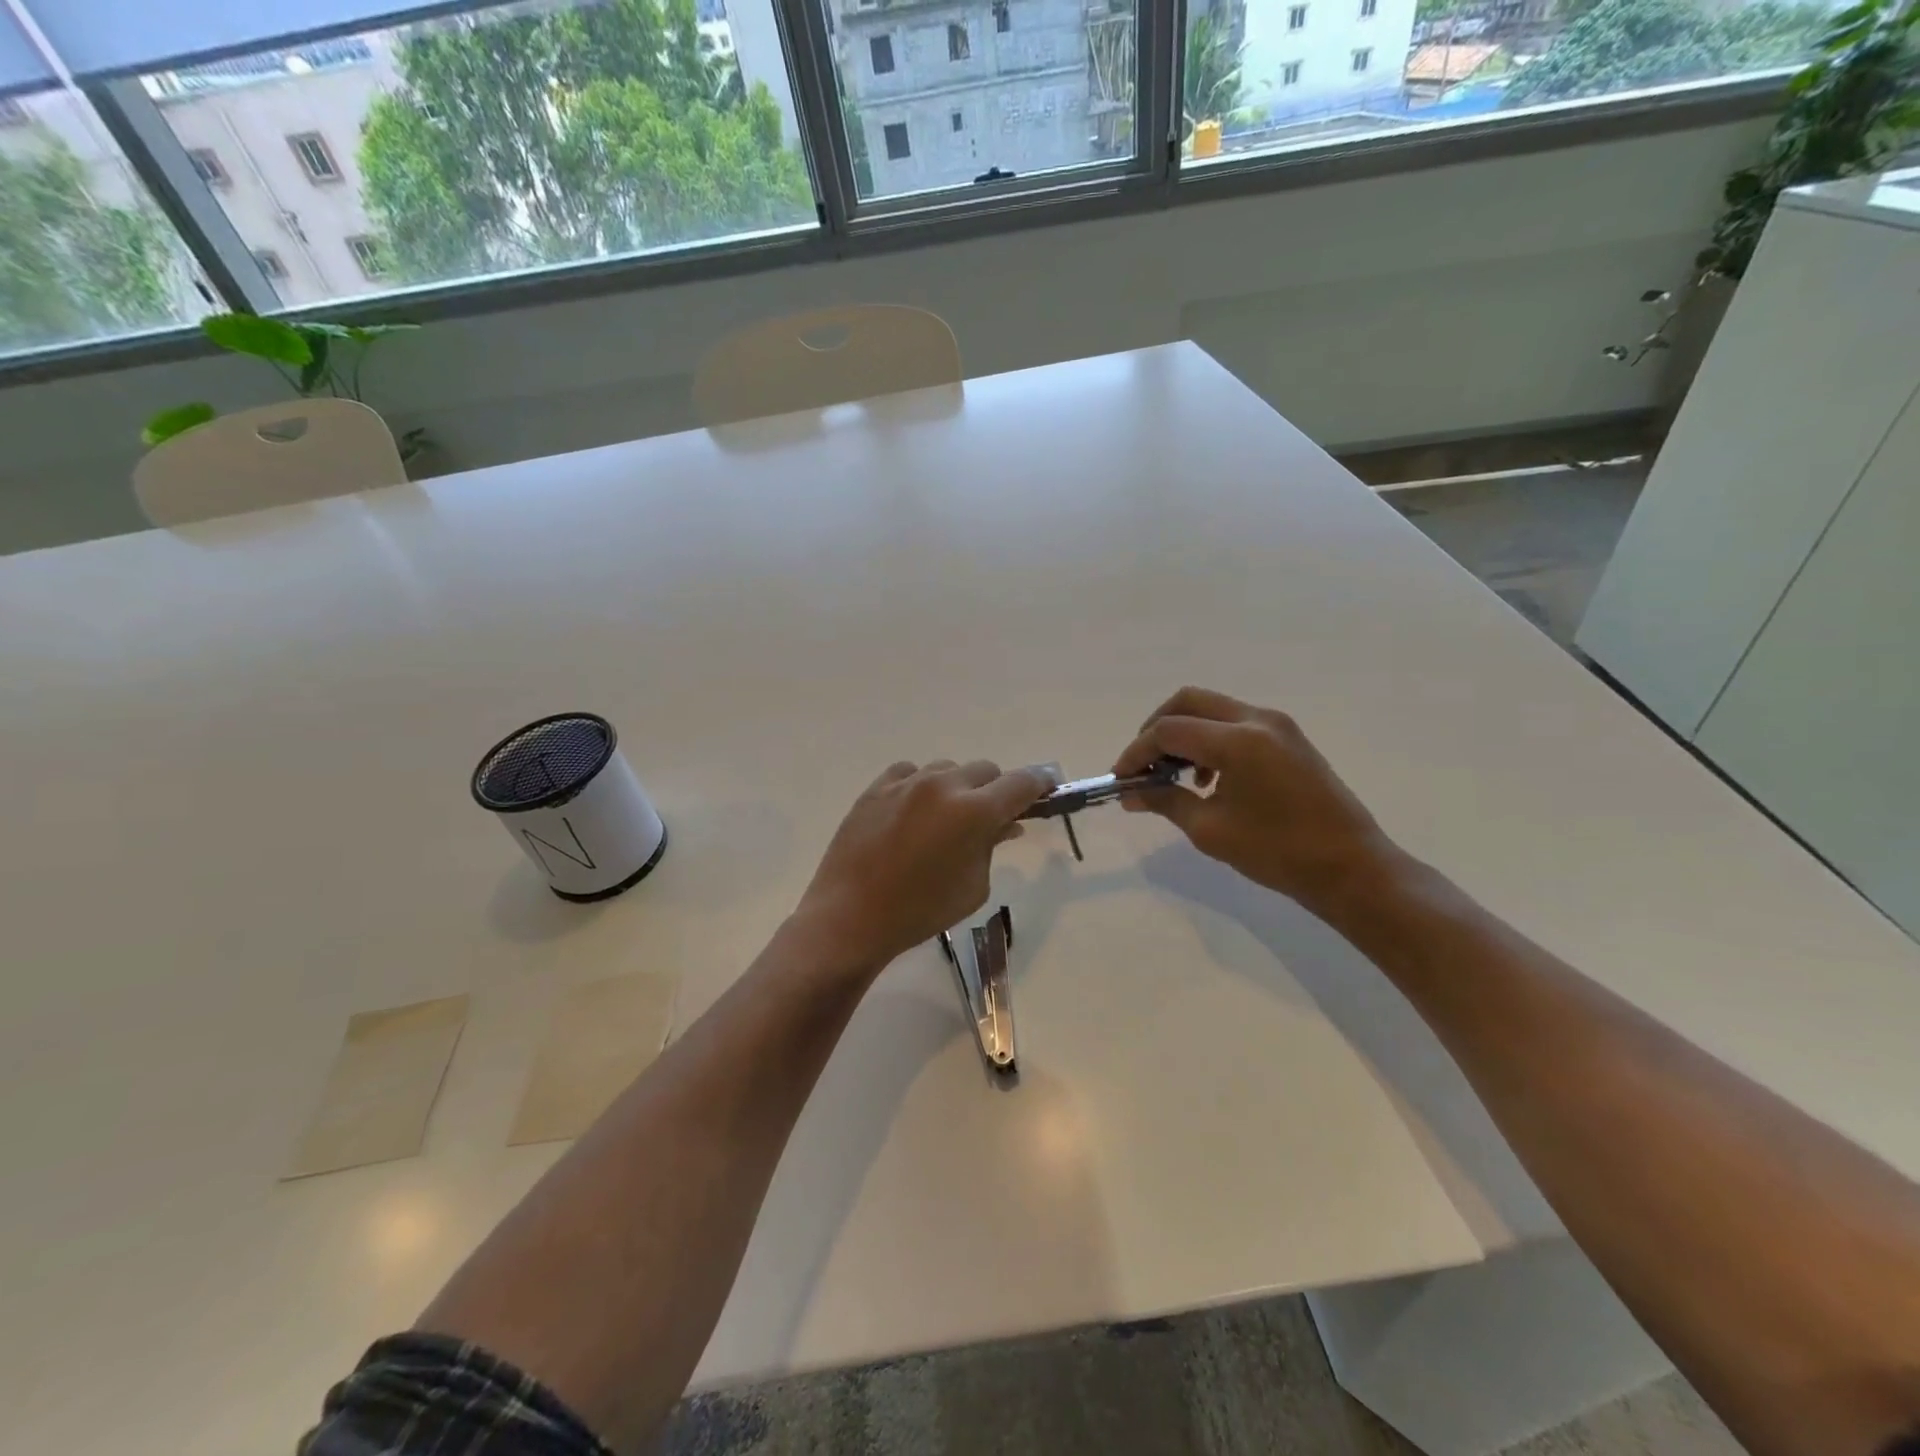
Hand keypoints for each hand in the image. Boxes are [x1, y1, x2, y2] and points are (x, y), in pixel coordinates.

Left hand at [795, 760, 1053, 973]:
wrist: (851, 917)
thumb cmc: (921, 911)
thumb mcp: (974, 886)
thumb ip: (992, 845)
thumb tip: (1006, 823)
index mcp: (974, 812)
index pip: (1021, 783)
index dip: (1039, 784)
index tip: (1047, 788)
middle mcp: (943, 785)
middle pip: (986, 770)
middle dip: (995, 790)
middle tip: (991, 817)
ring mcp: (906, 782)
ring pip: (948, 769)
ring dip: (957, 787)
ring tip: (945, 819)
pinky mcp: (876, 787)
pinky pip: (910, 773)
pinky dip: (921, 786)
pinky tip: (914, 811)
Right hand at [1113, 687, 1403, 919]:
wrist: (1350, 867)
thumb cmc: (1277, 852)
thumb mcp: (1210, 830)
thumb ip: (1166, 801)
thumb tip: (1131, 793)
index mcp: (1237, 741)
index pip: (1169, 730)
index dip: (1137, 752)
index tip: (1121, 778)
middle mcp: (1257, 719)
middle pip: (1189, 702)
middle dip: (1156, 729)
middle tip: (1142, 764)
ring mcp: (1277, 725)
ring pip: (1212, 709)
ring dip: (1184, 732)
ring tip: (1173, 775)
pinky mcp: (1288, 737)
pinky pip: (1235, 722)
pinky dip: (1210, 739)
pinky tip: (1208, 779)